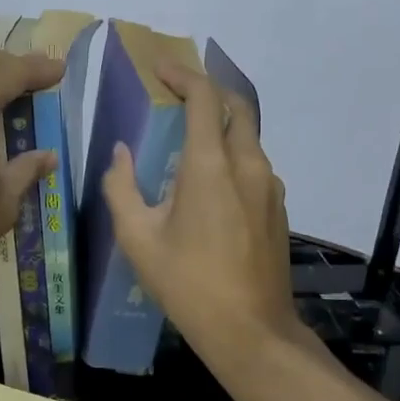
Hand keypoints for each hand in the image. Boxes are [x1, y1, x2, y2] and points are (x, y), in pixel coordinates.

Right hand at [102, 64, 301, 374]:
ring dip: (222, 126)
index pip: (204, 98)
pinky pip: (256, 165)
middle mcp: (248, 165)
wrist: (251, 331)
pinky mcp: (279, 209)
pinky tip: (210, 184)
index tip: (160, 69)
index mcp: (211, 166)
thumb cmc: (187, 284)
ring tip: (188, 141)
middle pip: (238, 107)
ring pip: (250, 137)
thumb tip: (120, 153)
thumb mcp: (138, 238)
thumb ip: (121, 188)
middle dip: (209, 92)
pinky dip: (233, 155)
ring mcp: (271, 187)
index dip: (182, 75)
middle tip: (177, 96)